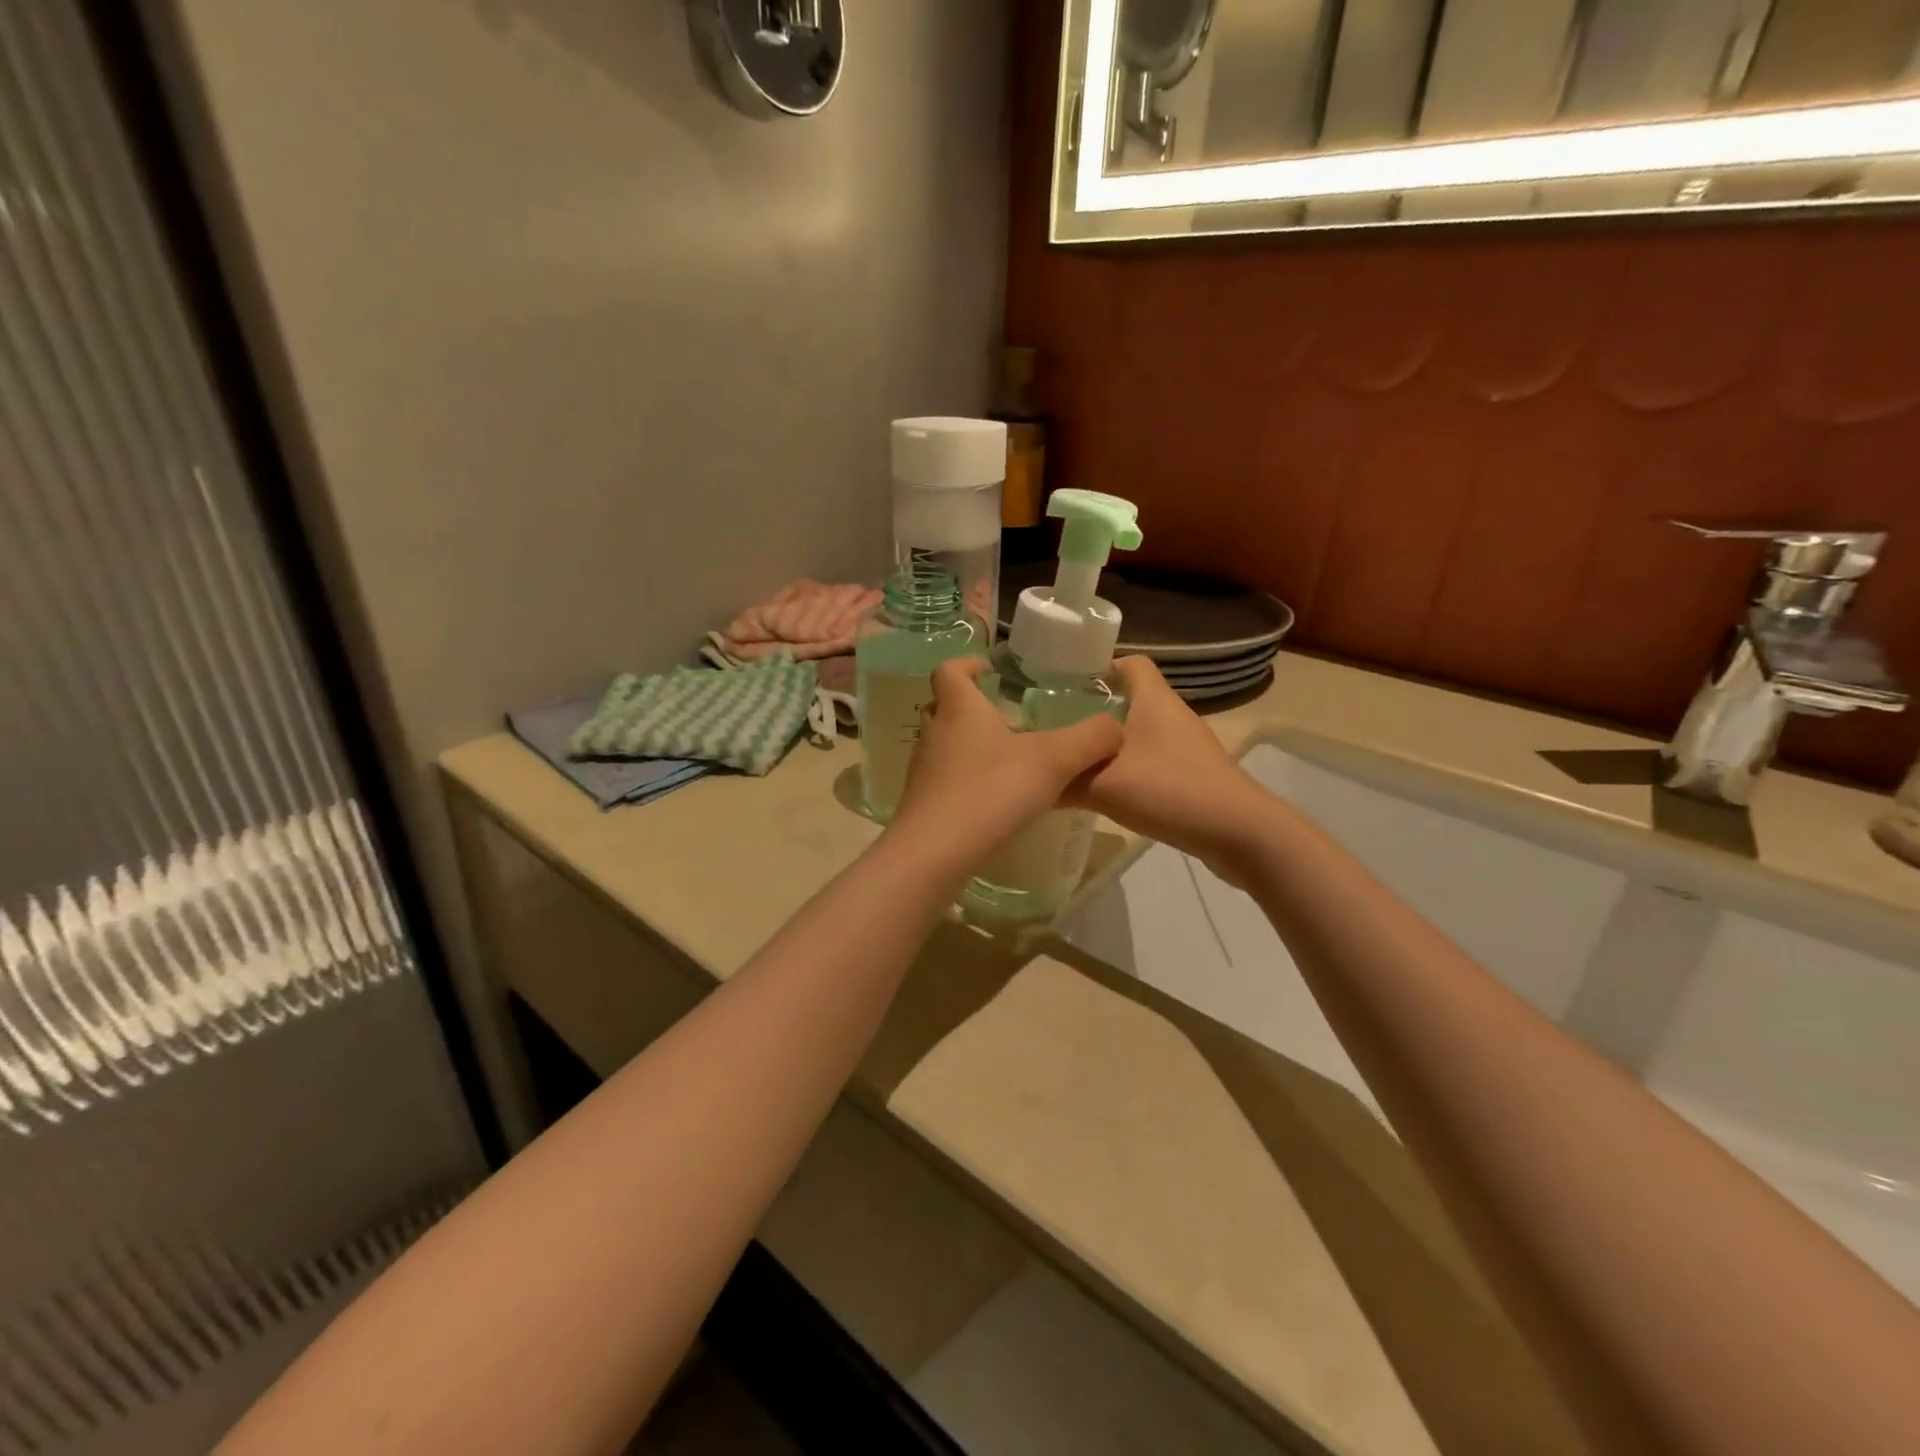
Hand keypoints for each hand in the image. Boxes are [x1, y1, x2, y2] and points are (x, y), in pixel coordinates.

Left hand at [888, 658, 1121, 871]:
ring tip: (1006, 758)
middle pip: (944, 706)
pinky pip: (946, 780)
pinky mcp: (924, 804)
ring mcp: (924, 771)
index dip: (968, 664)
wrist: (934, 853)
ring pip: (944, 745)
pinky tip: (994, 799)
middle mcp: (935, 733)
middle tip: (1003, 713)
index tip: (989, 668)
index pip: (950, 670)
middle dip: (970, 705)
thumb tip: (1115, 728)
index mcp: (959, 708)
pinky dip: (966, 780)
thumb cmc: (991, 792)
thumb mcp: (1053, 761)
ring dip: (969, 745)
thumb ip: (1090, 739)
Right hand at [1068, 657, 1265, 876]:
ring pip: (1140, 735)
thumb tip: (1032, 778)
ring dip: (1110, 747)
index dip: (1101, 667)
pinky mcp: (1193, 775)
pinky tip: (1108, 793)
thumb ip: (1064, 780)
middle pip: (1130, 701)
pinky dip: (1129, 770)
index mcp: (1154, 700)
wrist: (1239, 832)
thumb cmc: (1170, 790)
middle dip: (1095, 713)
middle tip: (1058, 730)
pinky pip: (1152, 762)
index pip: (1131, 663)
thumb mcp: (1104, 786)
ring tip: (1075, 763)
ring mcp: (1187, 747)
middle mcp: (1172, 716)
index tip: (1067, 685)